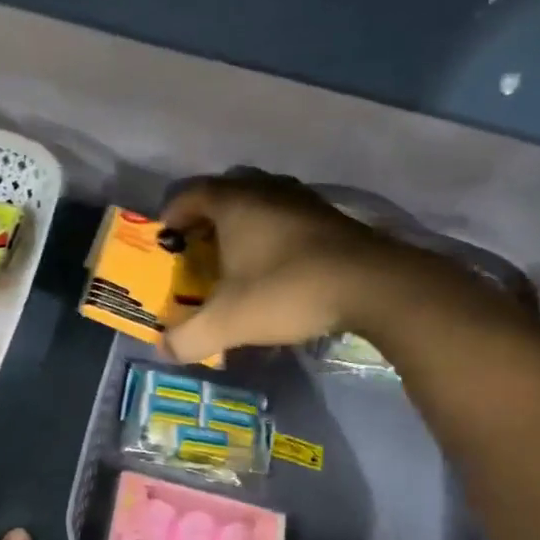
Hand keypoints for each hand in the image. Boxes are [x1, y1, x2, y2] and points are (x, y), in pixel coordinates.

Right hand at [158, 173, 409, 365]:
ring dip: (245, 223)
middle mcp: (268, 191)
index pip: (191, 193)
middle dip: (208, 215)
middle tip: (199, 243)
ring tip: (237, 253)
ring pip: (263, 201)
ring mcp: (305, 201)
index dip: (173, 212)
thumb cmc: (287, 291)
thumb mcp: (227, 323)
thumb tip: (164, 349)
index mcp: (235, 203)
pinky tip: (277, 264)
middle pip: (228, 190)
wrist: (374, 286)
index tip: (166, 236)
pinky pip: (290, 217)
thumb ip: (188, 338)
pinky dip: (275, 233)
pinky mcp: (333, 219)